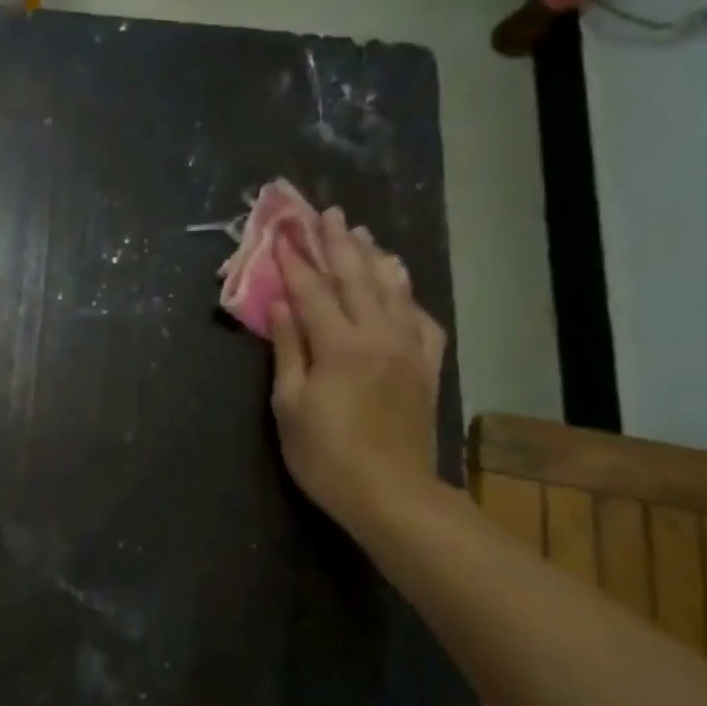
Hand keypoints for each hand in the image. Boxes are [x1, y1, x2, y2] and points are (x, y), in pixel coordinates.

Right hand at [268, 208, 447, 526]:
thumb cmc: (325, 454)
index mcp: (339, 345)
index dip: (294, 259)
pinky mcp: (426, 366)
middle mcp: (378, 335)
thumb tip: (281, 303)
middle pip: (356, 278)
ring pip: (392, 290)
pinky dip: (407, 295)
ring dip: (373, 258)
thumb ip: (288, 348)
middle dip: (337, 243)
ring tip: (361, 233)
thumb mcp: (290, 404)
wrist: (391, 493)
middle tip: (326, 212)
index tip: (282, 230)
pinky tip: (398, 285)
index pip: (311, 290)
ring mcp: (408, 349)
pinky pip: (420, 318)